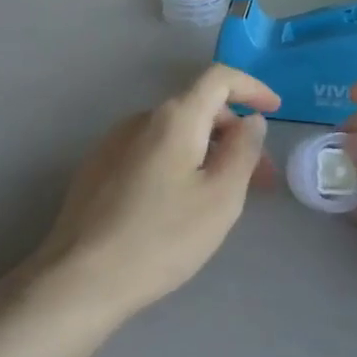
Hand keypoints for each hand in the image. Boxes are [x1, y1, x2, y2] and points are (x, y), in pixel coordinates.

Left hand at [25, 65, 278, 316]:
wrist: (81, 278)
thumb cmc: (162, 237)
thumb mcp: (220, 197)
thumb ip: (243, 150)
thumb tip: (250, 120)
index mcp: (173, 118)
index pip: (218, 78)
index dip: (252, 87)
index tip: (275, 109)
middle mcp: (139, 119)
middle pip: (196, 108)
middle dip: (234, 133)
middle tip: (259, 176)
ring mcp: (111, 144)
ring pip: (173, 134)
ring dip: (206, 152)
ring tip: (222, 196)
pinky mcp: (96, 170)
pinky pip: (149, 152)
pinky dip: (177, 163)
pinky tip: (179, 204)